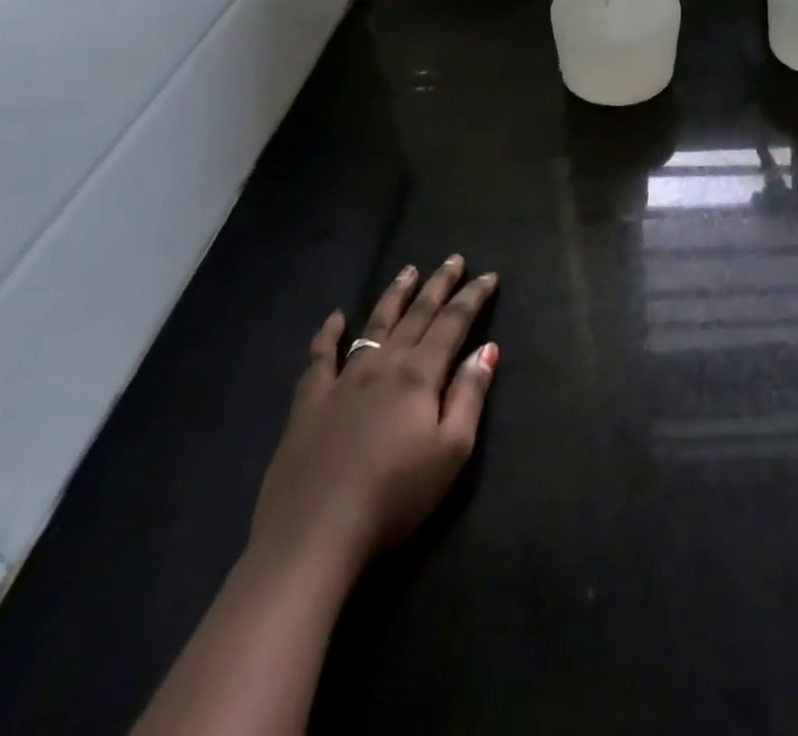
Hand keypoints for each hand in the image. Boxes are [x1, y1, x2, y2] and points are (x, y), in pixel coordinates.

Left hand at [248, 257, 498, 578]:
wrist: (313, 538)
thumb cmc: (394, 496)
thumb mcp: (451, 451)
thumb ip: (469, 395)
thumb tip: (487, 348)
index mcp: (419, 375)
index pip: (453, 324)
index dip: (472, 297)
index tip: (488, 275)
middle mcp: (383, 365)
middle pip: (416, 315)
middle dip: (438, 285)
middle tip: (453, 259)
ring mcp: (341, 382)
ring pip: (373, 325)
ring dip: (394, 296)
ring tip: (408, 271)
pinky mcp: (308, 405)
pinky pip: (319, 359)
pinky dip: (328, 335)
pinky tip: (335, 317)